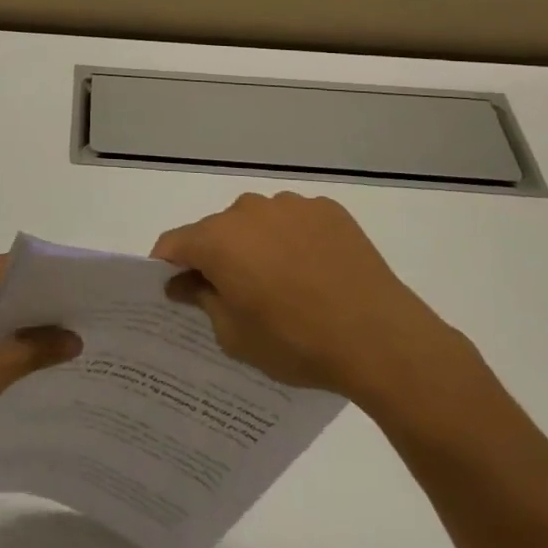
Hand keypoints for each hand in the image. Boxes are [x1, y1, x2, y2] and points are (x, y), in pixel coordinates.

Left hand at [0, 255, 80, 474]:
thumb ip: (31, 351)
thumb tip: (75, 338)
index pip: (3, 269)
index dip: (41, 279)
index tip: (78, 292)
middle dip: (36, 302)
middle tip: (80, 315)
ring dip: (21, 323)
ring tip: (65, 335)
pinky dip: (4, 339)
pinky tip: (32, 357)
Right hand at [152, 191, 469, 415]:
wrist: (379, 337)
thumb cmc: (296, 342)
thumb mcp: (236, 337)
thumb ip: (202, 301)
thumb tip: (184, 283)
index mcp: (218, 240)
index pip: (174, 243)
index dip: (167, 265)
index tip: (174, 289)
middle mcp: (248, 210)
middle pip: (217, 230)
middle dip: (217, 257)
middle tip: (235, 295)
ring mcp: (291, 205)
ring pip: (257, 222)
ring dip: (256, 245)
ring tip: (282, 284)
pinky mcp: (327, 209)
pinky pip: (295, 221)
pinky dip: (293, 240)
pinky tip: (314, 272)